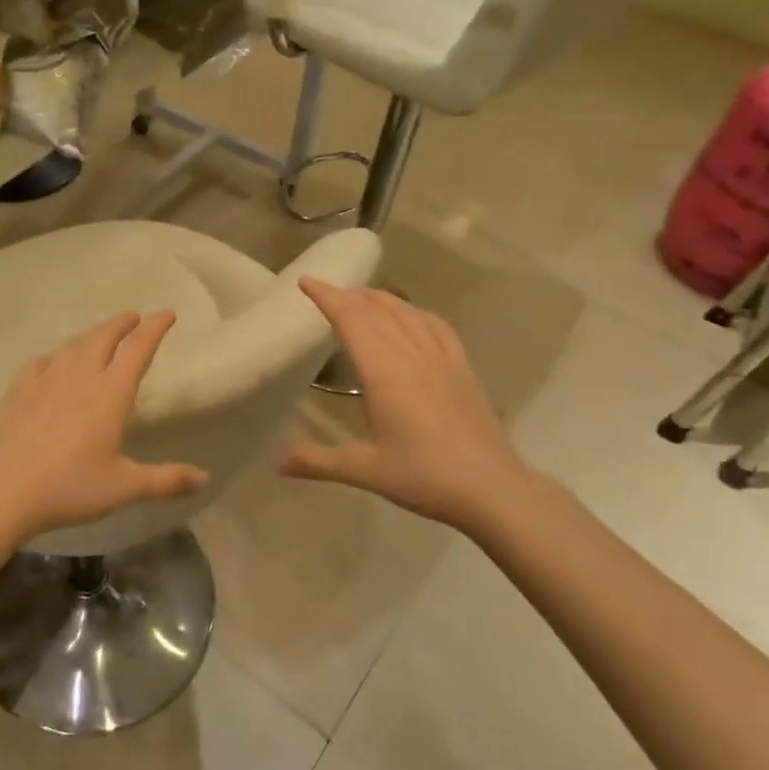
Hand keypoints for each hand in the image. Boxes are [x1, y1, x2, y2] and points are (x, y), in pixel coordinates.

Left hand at [0, 311, 208, 543]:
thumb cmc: (70, 487)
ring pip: (72, 345)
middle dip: (121, 323)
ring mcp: (44, 380)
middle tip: (133, 317)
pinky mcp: (17, 391)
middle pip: (103, 337)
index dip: (155, 328)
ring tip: (99, 335)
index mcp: (110, 393)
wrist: (2, 491)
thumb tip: (204, 478)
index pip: (138, 349)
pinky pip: (40, 363)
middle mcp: (80, 376)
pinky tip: (50, 364)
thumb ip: (165, 480)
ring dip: (90, 335)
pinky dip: (53, 357)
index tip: (166, 314)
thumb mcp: (123, 487)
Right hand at [280, 280, 536, 531]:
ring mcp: (441, 357)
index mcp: (384, 371)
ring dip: (378, 298)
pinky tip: (410, 316)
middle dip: (348, 295)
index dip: (327, 296)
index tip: (306, 281)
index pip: (351, 319)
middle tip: (325, 292)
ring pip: (406, 311)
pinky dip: (414, 311)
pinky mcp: (461, 367)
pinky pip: (435, 325)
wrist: (492, 488)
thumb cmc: (424, 476)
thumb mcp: (364, 470)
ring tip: (360, 298)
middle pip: (376, 309)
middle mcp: (411, 353)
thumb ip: (317, 461)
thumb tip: (277, 463)